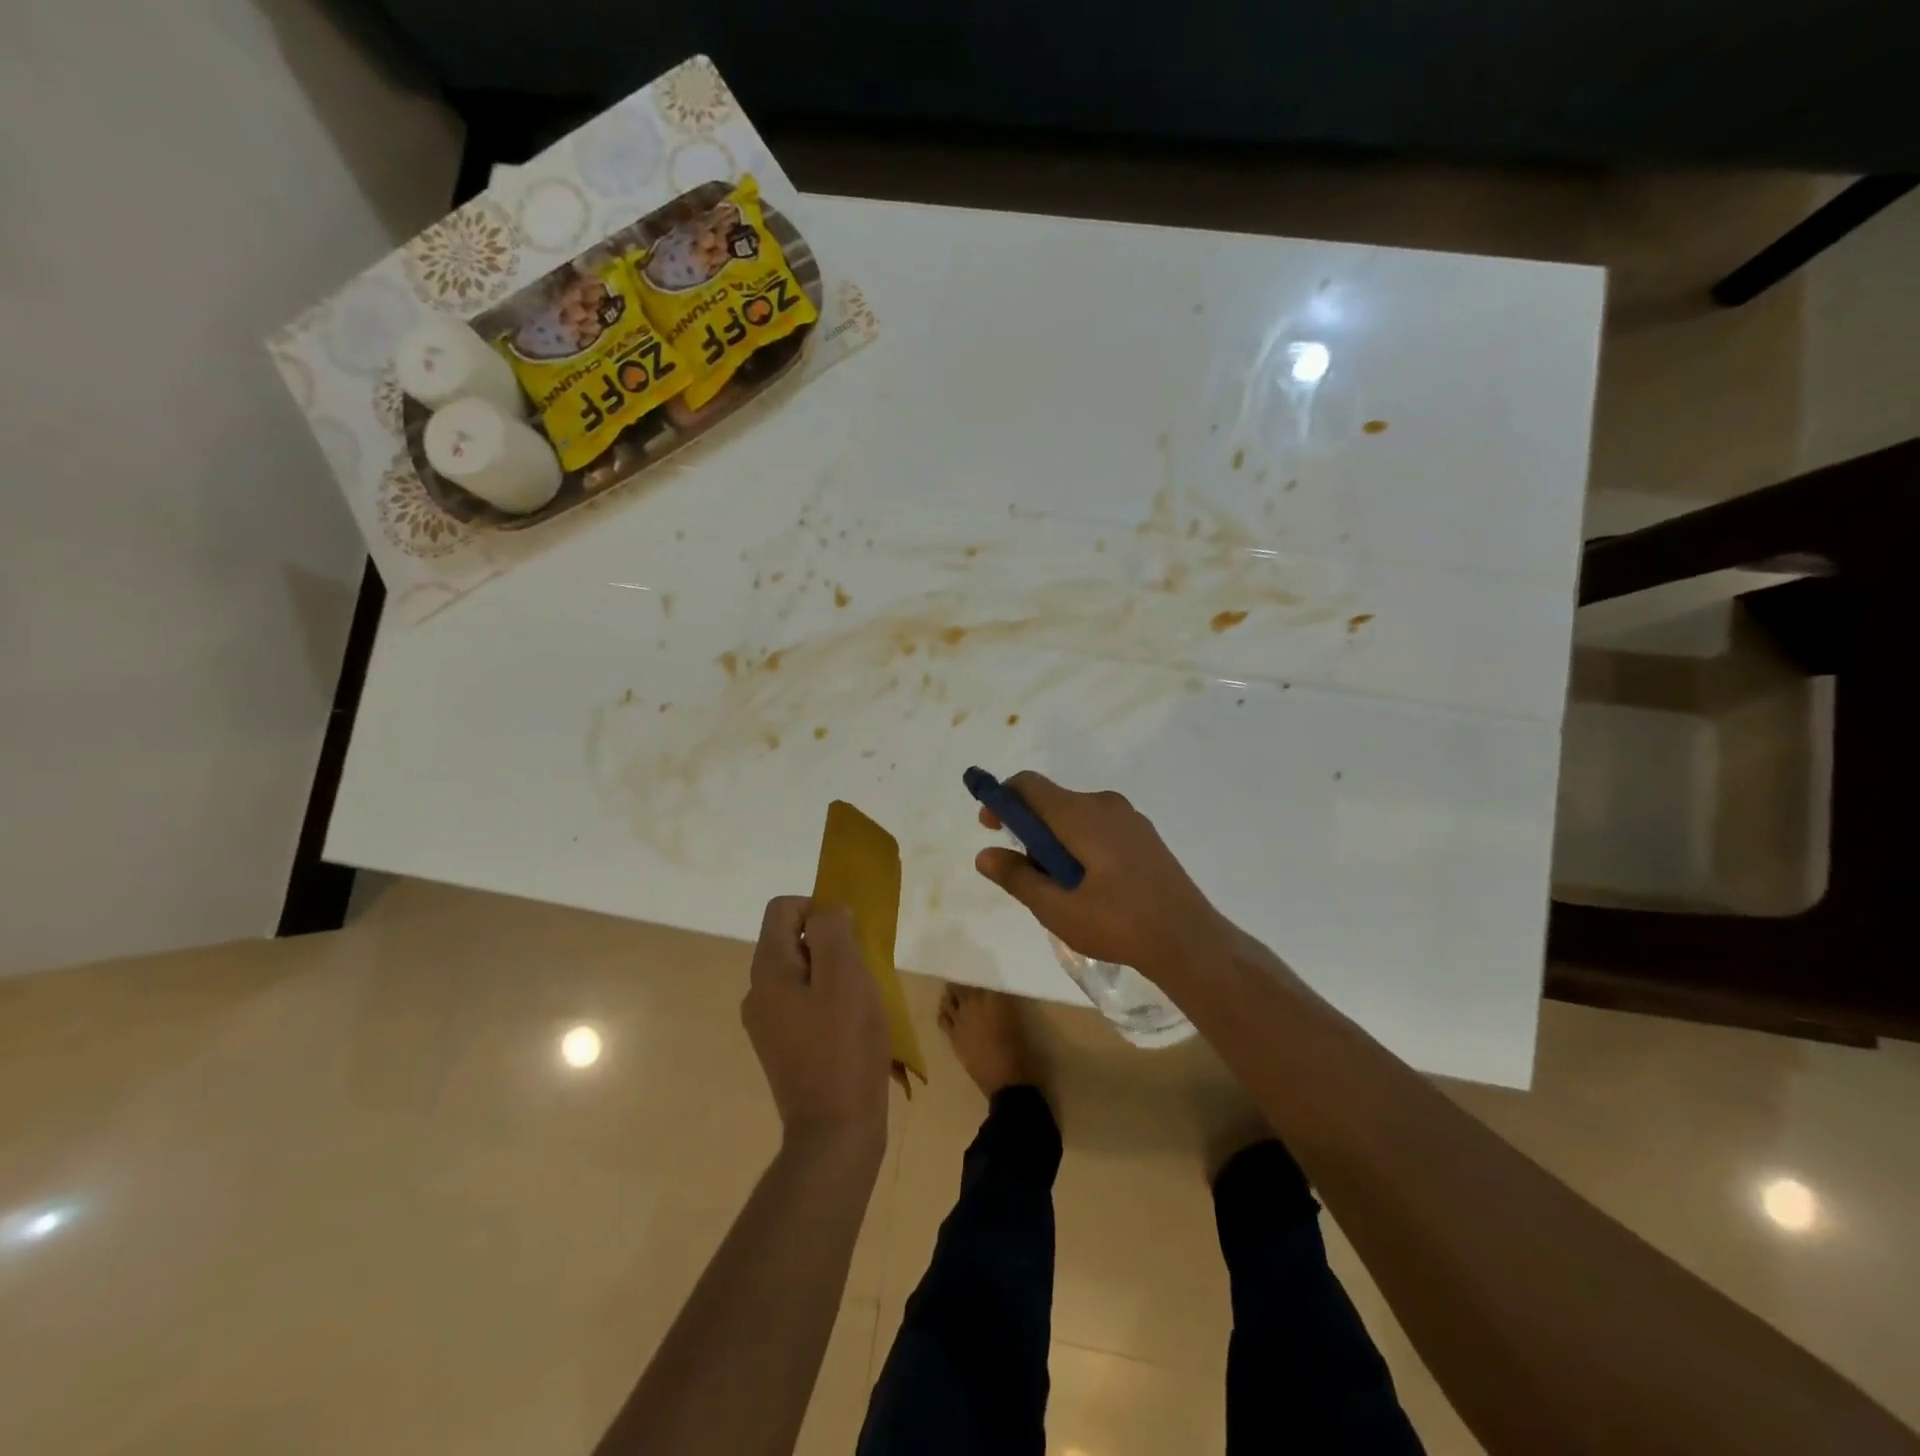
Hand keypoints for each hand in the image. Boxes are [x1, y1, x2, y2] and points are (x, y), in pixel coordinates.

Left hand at [742, 897, 891, 1152]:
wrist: (835, 1131)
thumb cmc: (844, 1046)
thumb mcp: (845, 975)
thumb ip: (832, 931)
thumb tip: (827, 911)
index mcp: (768, 970)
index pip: (783, 909)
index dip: (818, 909)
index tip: (850, 938)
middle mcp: (758, 992)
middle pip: (791, 940)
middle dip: (830, 944)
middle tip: (861, 972)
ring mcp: (767, 1023)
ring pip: (801, 973)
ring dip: (833, 975)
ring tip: (861, 1002)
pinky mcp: (783, 1048)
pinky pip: (804, 1003)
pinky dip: (829, 1002)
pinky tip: (852, 1028)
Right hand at [973, 772, 1232, 978]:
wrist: (1190, 940)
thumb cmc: (1118, 923)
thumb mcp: (1057, 909)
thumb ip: (1017, 878)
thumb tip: (985, 854)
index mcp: (1081, 814)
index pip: (1029, 785)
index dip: (1002, 799)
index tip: (990, 828)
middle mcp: (1105, 804)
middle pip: (1052, 801)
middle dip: (1029, 829)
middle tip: (1025, 872)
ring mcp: (1130, 818)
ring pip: (1076, 816)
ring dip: (1055, 841)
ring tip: (1058, 888)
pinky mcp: (1144, 836)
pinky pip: (1099, 827)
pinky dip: (1080, 845)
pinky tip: (1088, 886)